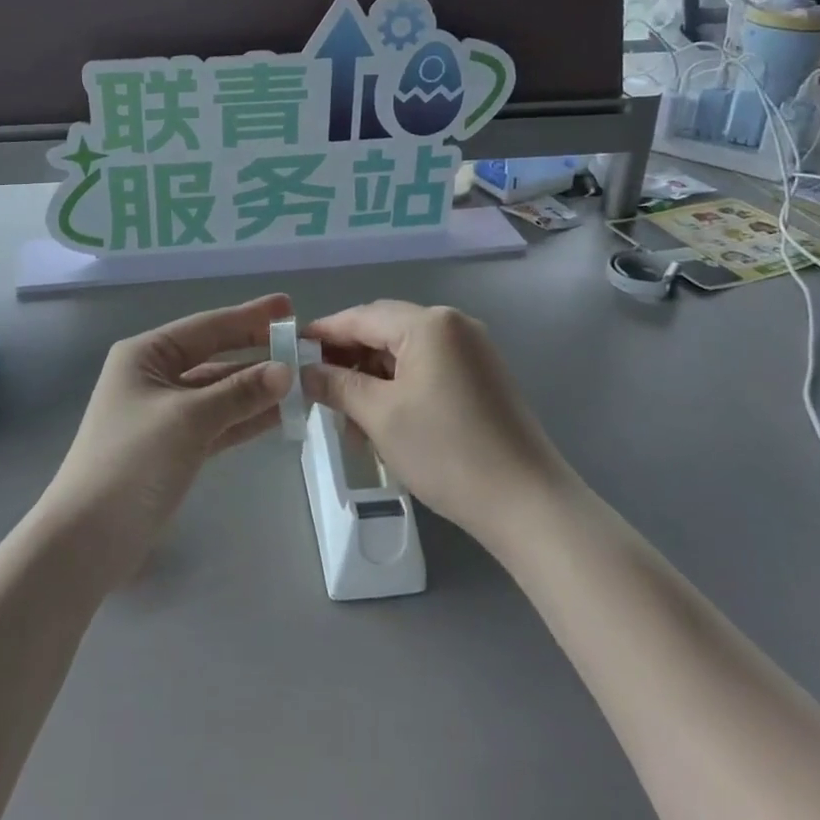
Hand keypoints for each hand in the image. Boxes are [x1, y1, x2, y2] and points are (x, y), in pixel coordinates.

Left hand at [39, 294, 291, 587]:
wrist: (87, 540)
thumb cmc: (132, 462)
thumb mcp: (189, 419)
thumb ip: (239, 393)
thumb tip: (286, 371)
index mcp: (146, 355)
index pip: (207, 327)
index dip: (249, 317)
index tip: (289, 306)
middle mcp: (155, 376)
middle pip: (216, 356)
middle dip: (258, 352)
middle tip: (303, 345)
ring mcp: (165, 413)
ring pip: (220, 391)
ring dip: (258, 388)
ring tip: (305, 380)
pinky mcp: (175, 447)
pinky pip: (219, 421)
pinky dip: (246, 417)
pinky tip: (281, 414)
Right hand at [301, 302, 565, 550]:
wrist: (528, 503)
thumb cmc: (447, 452)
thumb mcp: (381, 416)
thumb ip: (337, 385)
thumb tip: (304, 371)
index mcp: (429, 323)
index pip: (361, 316)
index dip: (323, 333)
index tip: (290, 351)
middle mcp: (453, 325)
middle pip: (384, 331)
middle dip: (348, 359)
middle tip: (317, 390)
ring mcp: (473, 350)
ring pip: (406, 353)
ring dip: (373, 379)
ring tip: (351, 420)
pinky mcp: (483, 377)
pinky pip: (429, 369)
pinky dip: (401, 388)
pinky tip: (384, 421)